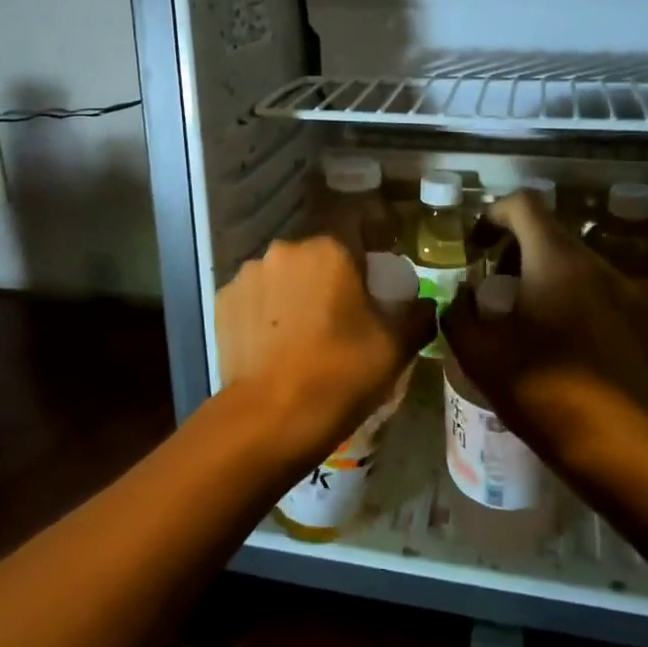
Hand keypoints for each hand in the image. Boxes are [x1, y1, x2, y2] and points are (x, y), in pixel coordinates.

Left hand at [215, 236, 435, 464]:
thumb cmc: (340, 374)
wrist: (270, 418)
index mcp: (329, 249)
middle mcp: (285, 250)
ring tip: (301, 334)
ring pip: (282, 275)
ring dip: (294, 293)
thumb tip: (424, 304)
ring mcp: (248, 274)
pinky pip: (254, 297)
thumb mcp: (395, 348)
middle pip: (316, 255)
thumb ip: (417, 315)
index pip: (356, 228)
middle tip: (340, 315)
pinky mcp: (223, 301)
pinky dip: (264, 312)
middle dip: (329, 277)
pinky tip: (272, 344)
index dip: (369, 253)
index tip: (374, 283)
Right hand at [441, 192, 647, 454]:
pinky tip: (564, 343)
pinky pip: (602, 295)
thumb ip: (459, 311)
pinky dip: (576, 303)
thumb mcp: (477, 351)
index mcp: (556, 260)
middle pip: (551, 235)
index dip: (494, 214)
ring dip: (548, 278)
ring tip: (529, 319)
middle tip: (497, 289)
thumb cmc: (538, 389)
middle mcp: (598, 265)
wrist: (611, 445)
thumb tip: (463, 297)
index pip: (524, 204)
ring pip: (578, 266)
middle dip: (518, 253)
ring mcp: (628, 293)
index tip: (479, 246)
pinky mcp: (645, 323)